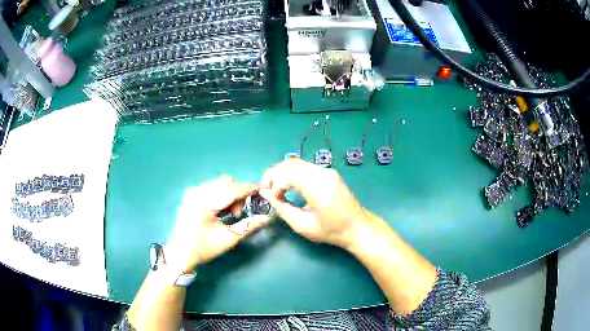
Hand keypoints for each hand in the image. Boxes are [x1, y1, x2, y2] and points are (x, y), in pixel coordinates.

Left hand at [165, 176, 270, 273]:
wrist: (180, 253)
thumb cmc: (204, 248)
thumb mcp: (229, 239)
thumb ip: (249, 225)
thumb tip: (267, 218)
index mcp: (205, 202)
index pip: (233, 189)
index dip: (249, 189)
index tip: (263, 190)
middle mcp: (197, 192)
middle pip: (226, 182)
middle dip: (238, 194)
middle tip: (238, 214)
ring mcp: (192, 192)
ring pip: (219, 184)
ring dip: (230, 194)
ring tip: (228, 214)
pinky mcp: (190, 194)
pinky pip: (211, 187)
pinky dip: (220, 195)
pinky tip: (219, 210)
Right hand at [259, 159, 367, 248]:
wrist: (357, 227)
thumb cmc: (331, 230)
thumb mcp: (303, 225)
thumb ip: (282, 208)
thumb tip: (264, 193)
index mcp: (318, 187)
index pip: (288, 173)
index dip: (275, 184)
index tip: (274, 199)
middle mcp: (322, 173)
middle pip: (290, 163)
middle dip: (273, 174)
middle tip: (267, 190)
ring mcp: (326, 170)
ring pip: (296, 162)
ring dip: (282, 172)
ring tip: (276, 189)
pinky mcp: (328, 172)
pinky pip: (304, 166)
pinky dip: (291, 173)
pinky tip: (288, 186)